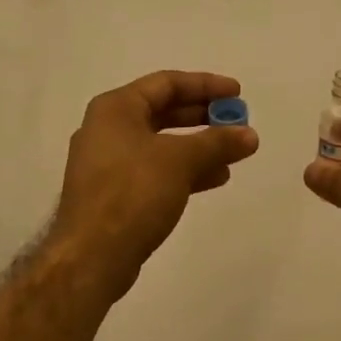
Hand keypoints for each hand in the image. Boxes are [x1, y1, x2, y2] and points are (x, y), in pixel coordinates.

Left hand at [49, 70, 260, 299]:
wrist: (91, 257)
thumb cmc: (132, 193)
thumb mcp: (180, 160)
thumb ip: (217, 143)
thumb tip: (249, 135)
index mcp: (115, 108)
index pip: (166, 83)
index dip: (205, 85)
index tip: (237, 93)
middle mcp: (108, 129)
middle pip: (164, 111)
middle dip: (203, 116)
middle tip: (237, 121)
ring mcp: (109, 163)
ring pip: (162, 143)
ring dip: (199, 146)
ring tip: (235, 153)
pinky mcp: (114, 193)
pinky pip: (156, 170)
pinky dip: (185, 169)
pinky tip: (215, 178)